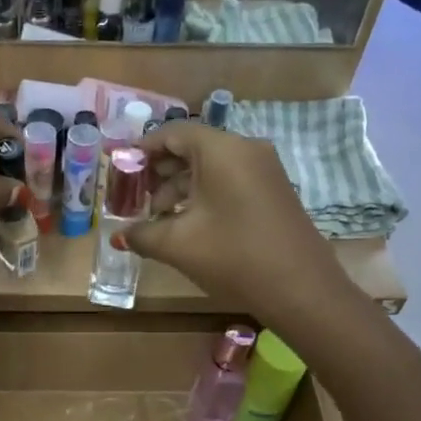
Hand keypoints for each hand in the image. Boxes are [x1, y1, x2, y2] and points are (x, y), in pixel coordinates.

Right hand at [122, 122, 349, 314]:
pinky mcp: (272, 191)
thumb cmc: (233, 256)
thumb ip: (141, 234)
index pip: (173, 133)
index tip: (120, 170)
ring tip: (157, 218)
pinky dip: (203, 195)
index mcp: (222, 150)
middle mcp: (245, 149)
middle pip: (192, 147)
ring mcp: (264, 170)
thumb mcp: (177, 245)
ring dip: (179, 187)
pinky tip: (187, 223)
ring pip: (211, 166)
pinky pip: (229, 180)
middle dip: (159, 171)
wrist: (301, 288)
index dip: (142, 149)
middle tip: (134, 198)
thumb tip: (119, 235)